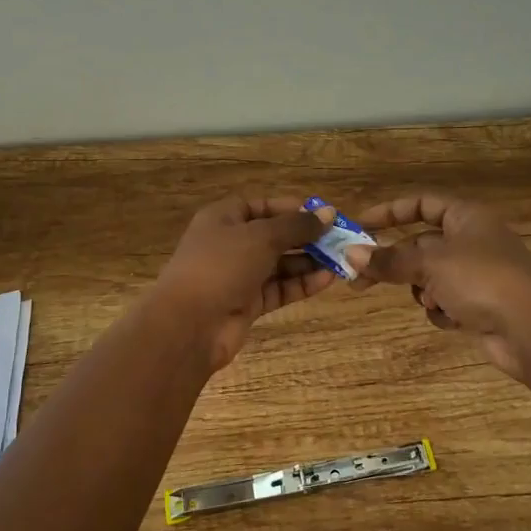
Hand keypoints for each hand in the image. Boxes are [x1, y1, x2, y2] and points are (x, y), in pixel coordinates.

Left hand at [154, 196, 337, 368]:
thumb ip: (297, 226)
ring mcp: (238, 275)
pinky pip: (279, 288)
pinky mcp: (248, 303)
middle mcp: (231, 244)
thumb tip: (328, 213)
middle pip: (274, 235)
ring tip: (341, 260)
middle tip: (340, 239)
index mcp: (224, 218)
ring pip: (279, 264)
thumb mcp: (261, 237)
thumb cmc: (221, 266)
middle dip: (306, 237)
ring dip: (308, 261)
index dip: (292, 208)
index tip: (323, 214)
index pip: (262, 206)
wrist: (189, 325)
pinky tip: (327, 279)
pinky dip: (301, 284)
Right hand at [346, 195, 530, 380]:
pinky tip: (452, 318)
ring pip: (430, 277)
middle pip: (420, 244)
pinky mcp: (480, 305)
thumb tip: (350, 254)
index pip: (422, 204)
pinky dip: (442, 310)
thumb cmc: (481, 280)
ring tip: (430, 301)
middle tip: (358, 279)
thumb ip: (388, 259)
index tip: (359, 225)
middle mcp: (473, 240)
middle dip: (394, 262)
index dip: (390, 212)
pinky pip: (445, 302)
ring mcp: (478, 275)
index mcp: (467, 217)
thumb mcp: (429, 264)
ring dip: (422, 290)